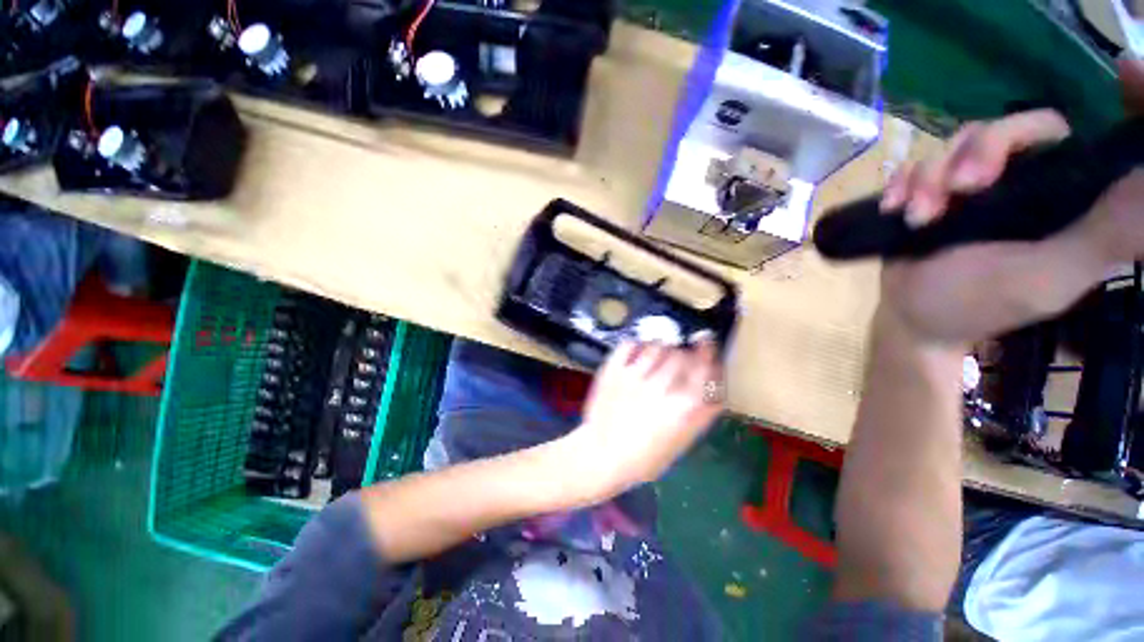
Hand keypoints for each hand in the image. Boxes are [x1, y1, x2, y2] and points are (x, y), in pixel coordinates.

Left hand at [563, 339, 723, 500]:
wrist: (601, 455)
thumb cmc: (644, 457)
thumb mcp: (682, 441)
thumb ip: (702, 414)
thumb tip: (716, 389)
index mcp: (682, 406)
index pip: (703, 368)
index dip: (707, 352)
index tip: (706, 343)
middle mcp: (661, 387)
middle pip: (681, 354)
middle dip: (683, 354)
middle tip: (678, 359)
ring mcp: (634, 376)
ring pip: (656, 346)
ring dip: (661, 348)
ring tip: (657, 355)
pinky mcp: (612, 371)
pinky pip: (629, 344)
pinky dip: (636, 344)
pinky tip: (637, 353)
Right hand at [875, 58, 1143, 347]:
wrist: (910, 315)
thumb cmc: (977, 304)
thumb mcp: (1047, 278)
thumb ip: (1102, 236)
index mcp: (1058, 195)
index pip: (1067, 134)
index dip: (1071, 113)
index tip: (1105, 81)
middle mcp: (1018, 180)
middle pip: (1004, 128)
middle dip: (974, 153)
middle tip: (958, 188)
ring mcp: (968, 185)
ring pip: (953, 145)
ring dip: (927, 178)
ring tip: (916, 218)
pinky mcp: (928, 192)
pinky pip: (914, 164)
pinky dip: (900, 182)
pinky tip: (894, 208)